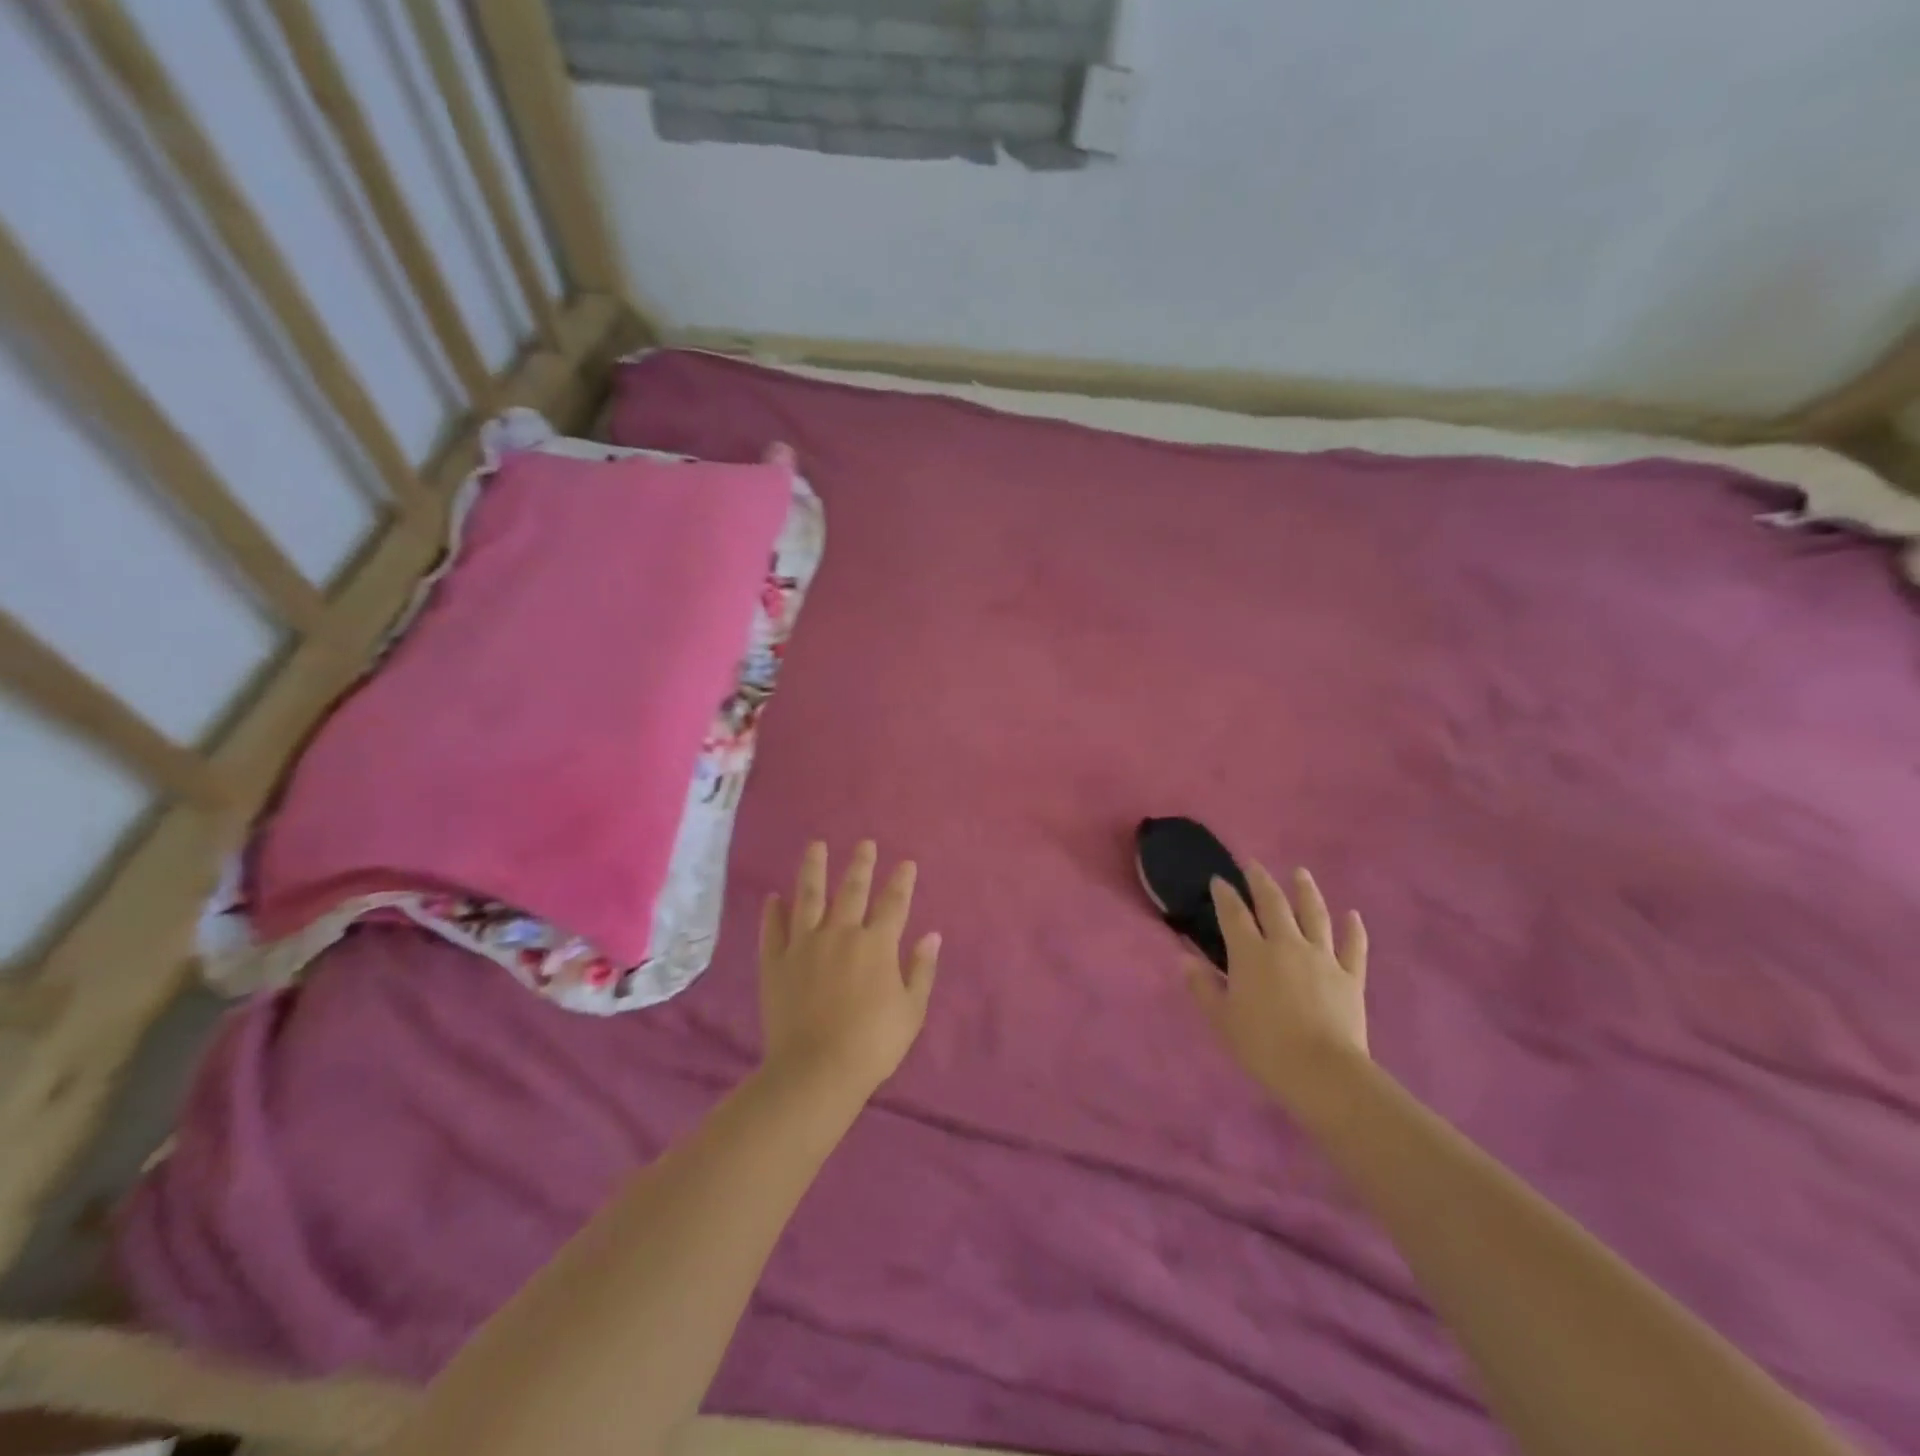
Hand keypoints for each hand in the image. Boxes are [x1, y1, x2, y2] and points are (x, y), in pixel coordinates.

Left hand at [759, 841, 941, 1095]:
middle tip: (864, 843)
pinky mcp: (775, 963)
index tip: (906, 863)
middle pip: (852, 890)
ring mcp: (804, 945)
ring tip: (815, 846)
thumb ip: (921, 969)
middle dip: (861, 864)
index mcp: (876, 944)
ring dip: (813, 869)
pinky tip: (774, 897)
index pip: (893, 903)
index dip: (901, 881)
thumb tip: (932, 934)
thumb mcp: (911, 1010)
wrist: (817, 1069)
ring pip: (809, 897)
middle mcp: (840, 934)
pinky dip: (773, 912)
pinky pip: (773, 930)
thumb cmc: (873, 1043)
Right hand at [1186, 862, 1369, 1112]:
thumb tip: (1184, 958)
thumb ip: (1202, 986)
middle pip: (1273, 904)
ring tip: (1300, 872)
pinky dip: (1354, 929)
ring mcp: (1322, 957)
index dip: (1224, 894)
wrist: (1322, 1071)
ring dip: (1306, 891)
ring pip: (1315, 915)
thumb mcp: (1222, 1019)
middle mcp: (1286, 944)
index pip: (1234, 914)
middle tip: (1254, 865)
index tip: (1218, 879)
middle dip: (1261, 881)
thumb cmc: (1263, 1046)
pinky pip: (1354, 947)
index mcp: (1251, 953)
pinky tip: (1353, 915)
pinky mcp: (1350, 976)